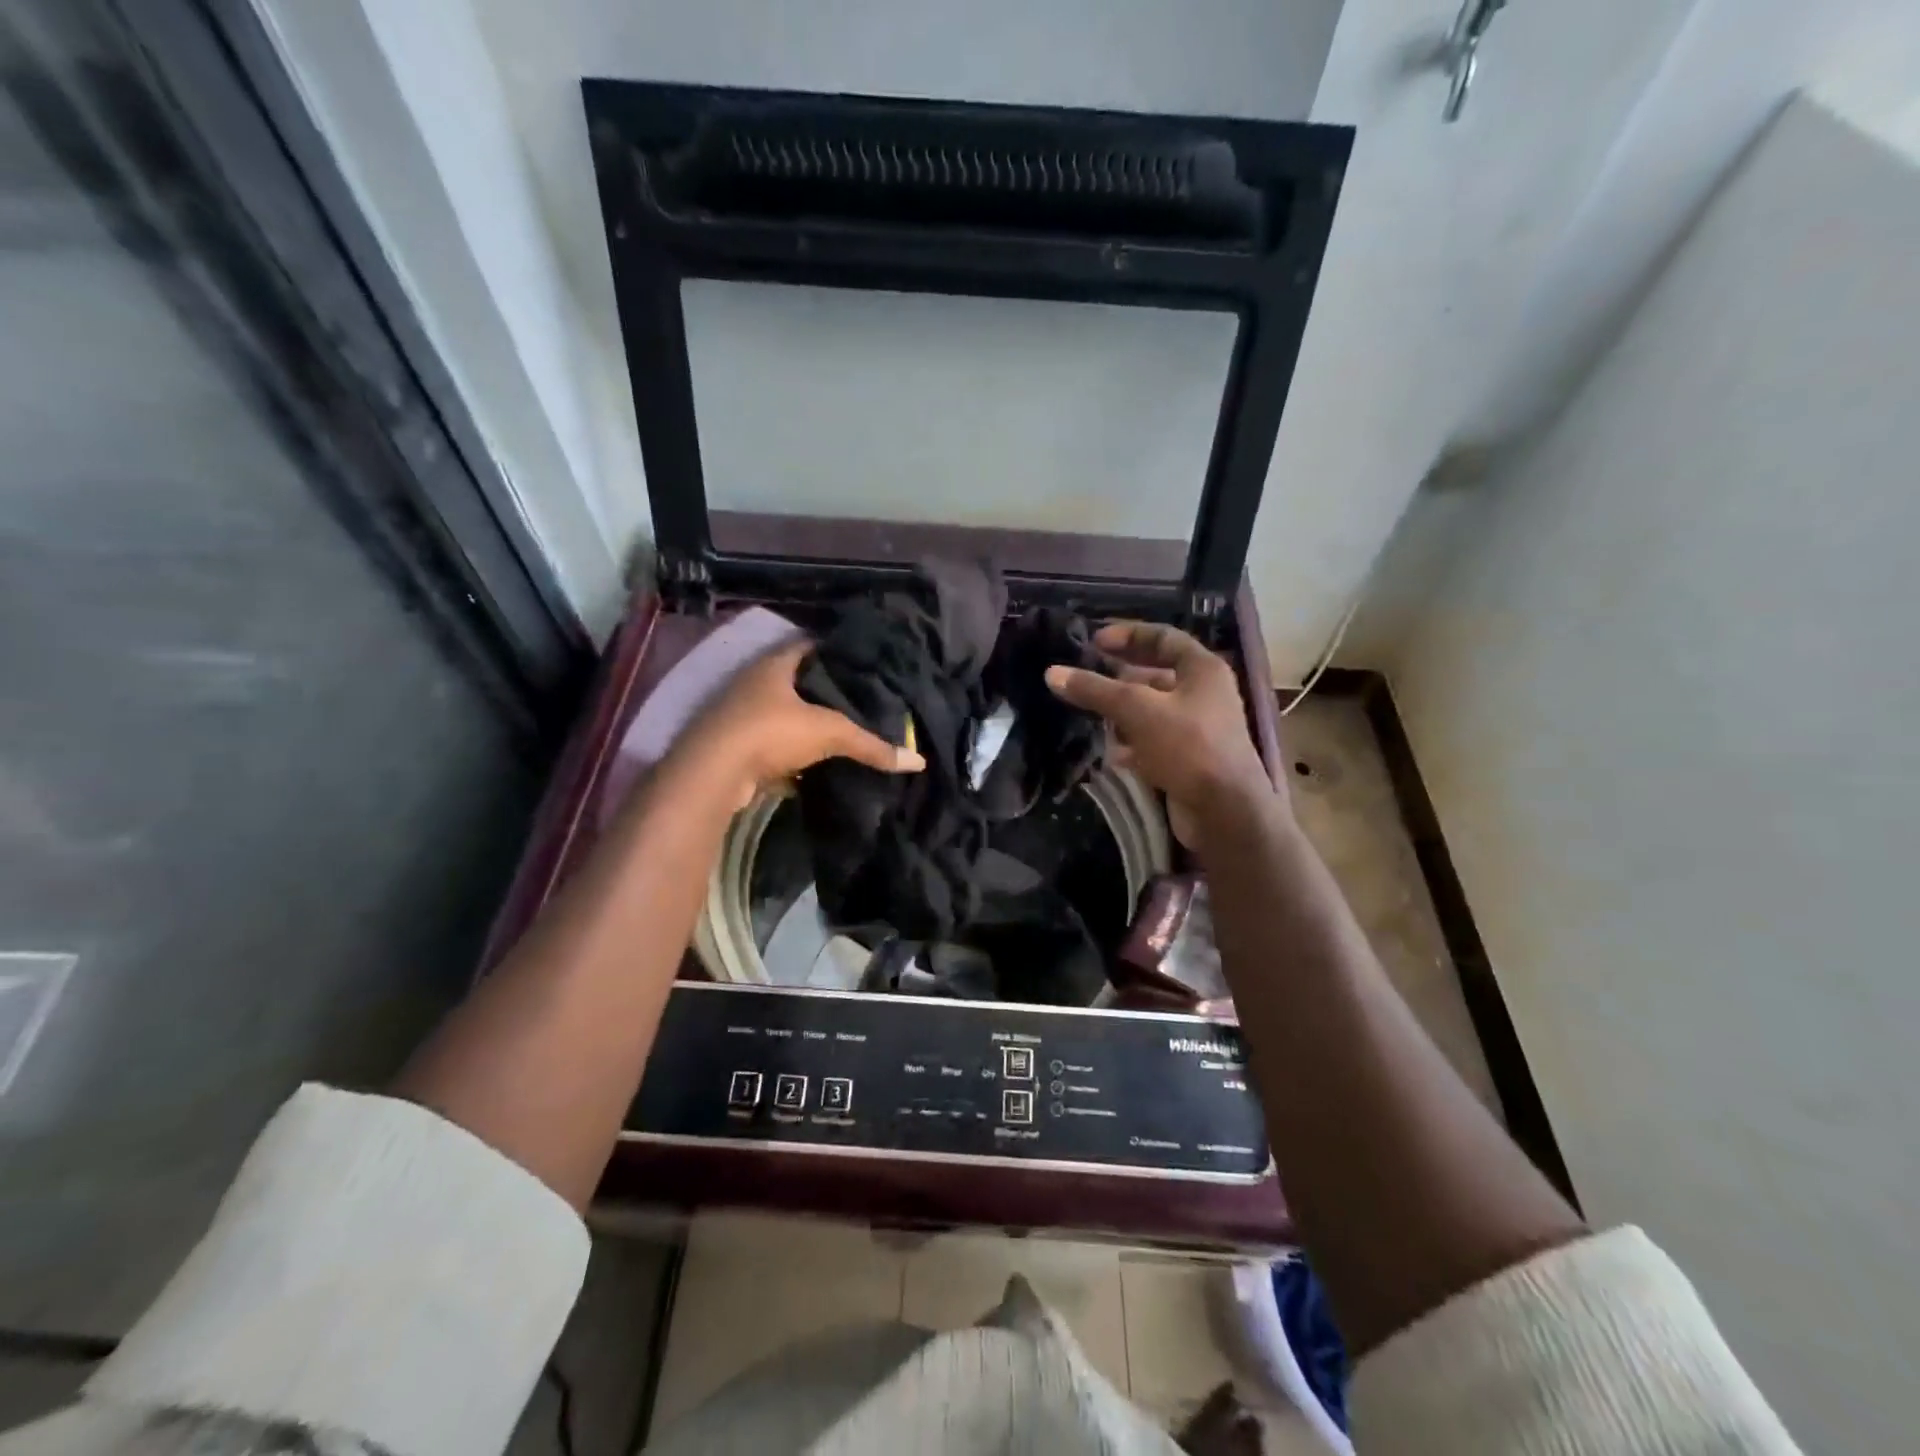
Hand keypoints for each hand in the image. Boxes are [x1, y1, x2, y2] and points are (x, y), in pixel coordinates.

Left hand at [681, 640, 923, 808]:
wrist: (713, 774)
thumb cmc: (770, 732)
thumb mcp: (829, 733)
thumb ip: (871, 745)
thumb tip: (918, 761)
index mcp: (773, 665)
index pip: (808, 645)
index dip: (835, 651)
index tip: (862, 661)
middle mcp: (752, 684)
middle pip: (794, 681)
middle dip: (823, 691)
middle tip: (859, 699)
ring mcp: (739, 716)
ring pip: (781, 715)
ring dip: (804, 724)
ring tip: (840, 731)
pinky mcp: (733, 748)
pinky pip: (770, 747)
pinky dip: (790, 756)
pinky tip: (813, 767)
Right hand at [1045, 621, 1275, 845]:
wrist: (1224, 811)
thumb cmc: (1187, 746)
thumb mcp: (1137, 710)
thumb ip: (1095, 690)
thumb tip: (1052, 673)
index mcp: (1203, 669)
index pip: (1164, 637)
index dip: (1128, 634)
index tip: (1093, 641)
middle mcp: (1204, 693)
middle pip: (1155, 674)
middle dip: (1119, 677)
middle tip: (1085, 677)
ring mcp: (1198, 728)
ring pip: (1152, 710)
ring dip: (1122, 712)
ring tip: (1090, 714)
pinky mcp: (1189, 759)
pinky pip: (1154, 741)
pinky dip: (1131, 742)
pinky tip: (1109, 752)